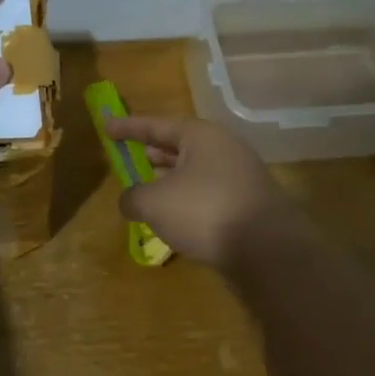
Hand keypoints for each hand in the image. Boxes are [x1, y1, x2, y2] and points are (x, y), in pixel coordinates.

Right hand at [104, 115, 310, 269]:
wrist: (269, 251)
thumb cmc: (204, 212)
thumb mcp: (154, 204)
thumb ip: (133, 197)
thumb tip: (129, 201)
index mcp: (201, 136)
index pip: (157, 124)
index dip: (128, 127)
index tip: (105, 126)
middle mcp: (224, 149)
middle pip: (180, 144)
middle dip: (153, 150)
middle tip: (130, 154)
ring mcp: (240, 176)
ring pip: (195, 170)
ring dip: (170, 178)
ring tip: (147, 187)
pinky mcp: (248, 204)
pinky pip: (208, 193)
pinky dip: (187, 198)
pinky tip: (174, 217)